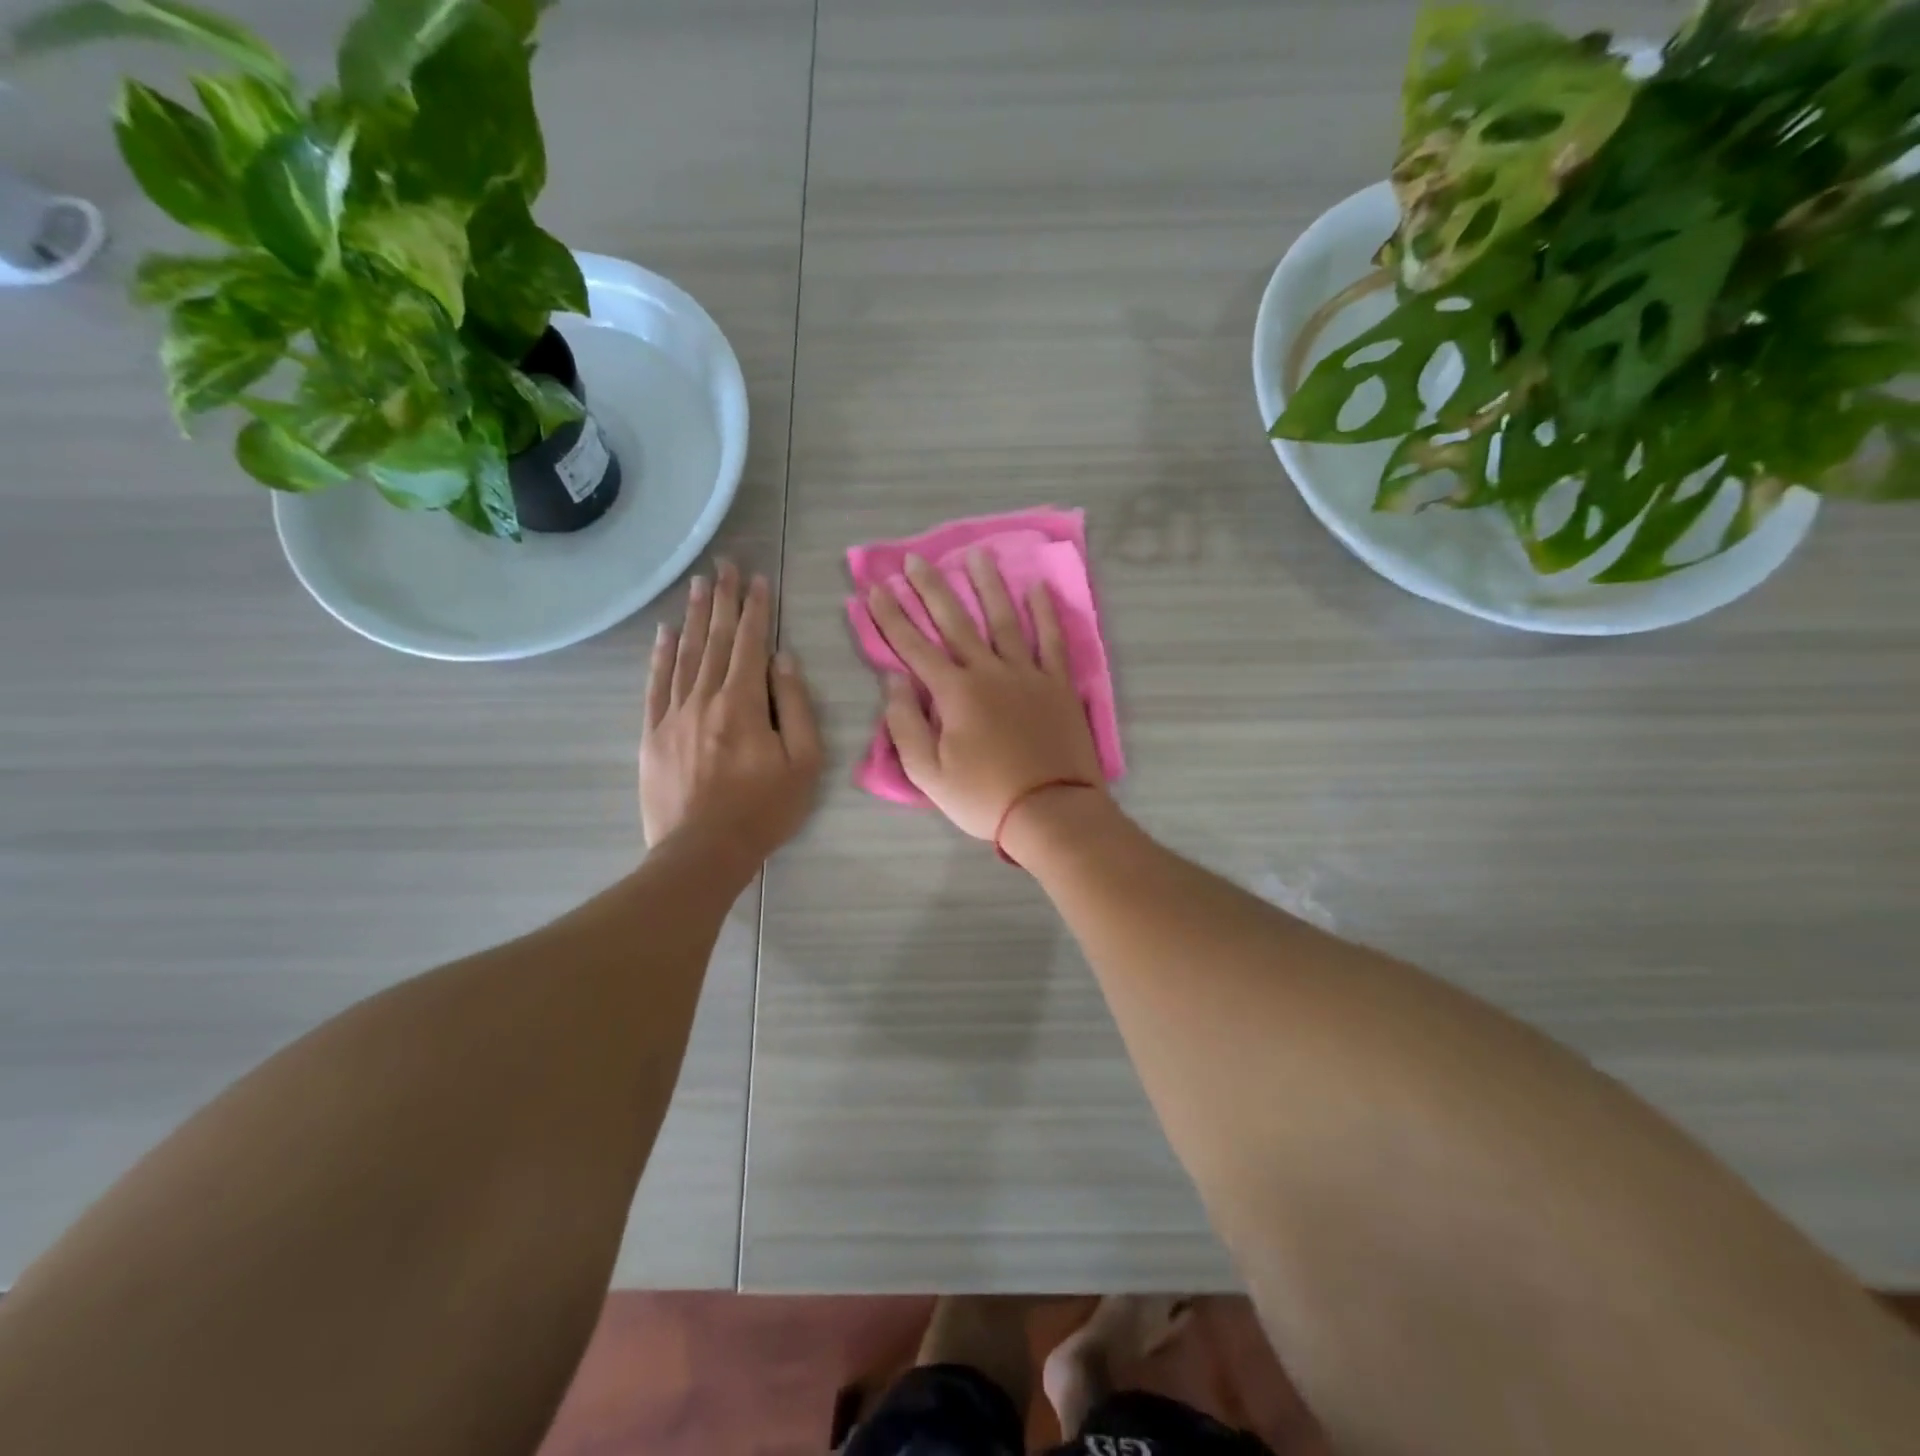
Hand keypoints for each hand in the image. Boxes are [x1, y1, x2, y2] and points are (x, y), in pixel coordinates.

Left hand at [642, 562, 823, 863]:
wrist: (703, 852)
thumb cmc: (764, 809)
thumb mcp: (804, 762)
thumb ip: (795, 707)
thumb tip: (783, 661)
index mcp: (743, 703)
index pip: (750, 644)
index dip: (755, 609)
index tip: (758, 579)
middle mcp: (704, 698)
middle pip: (714, 639)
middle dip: (722, 599)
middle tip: (724, 564)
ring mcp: (673, 715)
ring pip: (684, 654)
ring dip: (693, 616)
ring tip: (698, 584)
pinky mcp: (652, 734)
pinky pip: (656, 684)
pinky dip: (660, 655)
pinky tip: (664, 633)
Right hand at [867, 551, 1104, 840]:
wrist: (1051, 811)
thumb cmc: (984, 798)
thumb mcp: (928, 774)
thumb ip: (906, 725)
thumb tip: (894, 681)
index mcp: (955, 693)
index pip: (914, 647)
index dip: (892, 616)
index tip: (876, 588)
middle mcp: (989, 671)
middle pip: (955, 621)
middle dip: (931, 588)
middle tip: (915, 559)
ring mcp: (1028, 674)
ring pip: (1004, 619)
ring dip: (988, 586)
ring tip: (977, 555)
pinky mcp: (1058, 684)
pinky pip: (1051, 640)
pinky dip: (1045, 613)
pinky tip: (1037, 588)